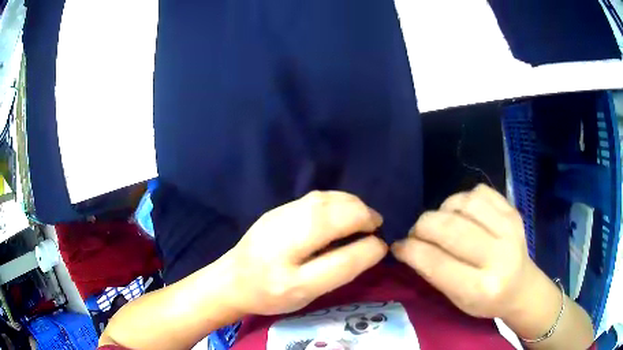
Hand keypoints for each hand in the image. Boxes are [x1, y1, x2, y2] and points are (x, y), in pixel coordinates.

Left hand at [220, 191, 386, 315]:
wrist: (232, 279)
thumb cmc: (271, 295)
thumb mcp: (306, 295)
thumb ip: (338, 272)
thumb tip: (370, 246)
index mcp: (291, 279)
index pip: (342, 260)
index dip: (369, 249)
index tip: (381, 246)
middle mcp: (283, 244)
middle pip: (333, 218)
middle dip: (363, 217)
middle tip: (375, 226)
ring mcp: (278, 219)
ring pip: (326, 201)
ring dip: (352, 204)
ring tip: (364, 216)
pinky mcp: (277, 209)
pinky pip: (315, 197)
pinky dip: (338, 200)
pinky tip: (342, 210)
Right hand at [392, 184, 539, 319]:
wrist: (522, 286)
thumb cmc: (486, 301)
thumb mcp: (457, 300)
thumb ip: (434, 273)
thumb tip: (407, 246)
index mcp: (481, 288)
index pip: (437, 262)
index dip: (411, 250)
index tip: (398, 246)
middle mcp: (498, 256)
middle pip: (450, 228)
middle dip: (423, 226)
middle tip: (417, 233)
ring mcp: (510, 228)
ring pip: (464, 203)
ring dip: (443, 210)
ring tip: (441, 222)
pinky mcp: (513, 211)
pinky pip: (479, 192)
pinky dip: (463, 199)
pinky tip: (462, 213)